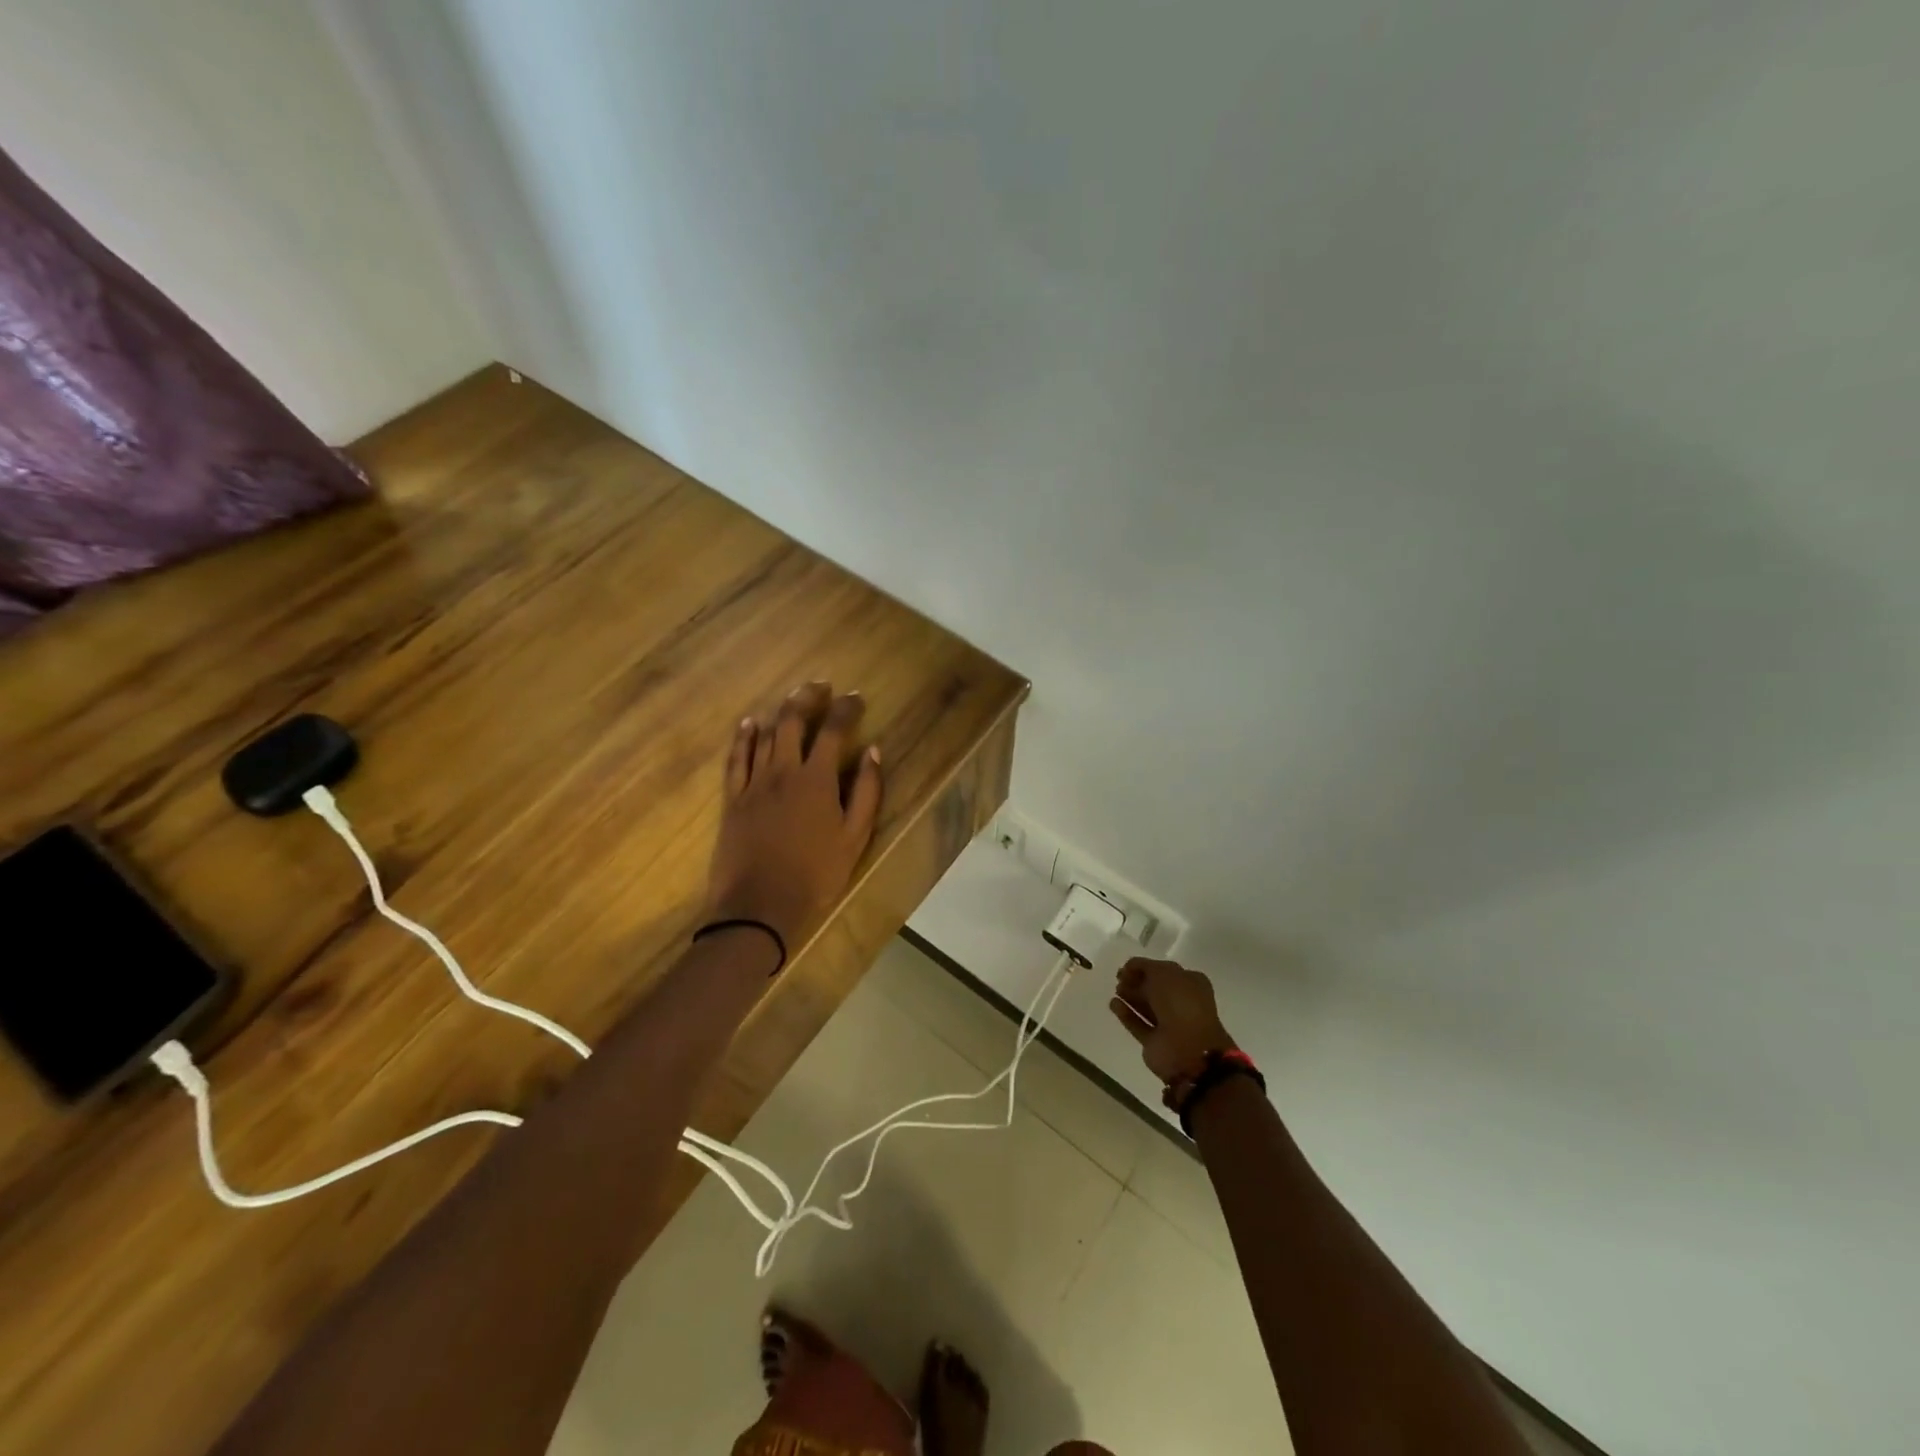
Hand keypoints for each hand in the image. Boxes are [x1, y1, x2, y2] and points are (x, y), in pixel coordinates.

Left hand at [703, 681, 883, 952]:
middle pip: (793, 721)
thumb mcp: (854, 837)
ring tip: (793, 697)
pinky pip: (736, 758)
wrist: (759, 906)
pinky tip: (749, 722)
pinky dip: (743, 737)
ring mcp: (754, 783)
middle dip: (808, 698)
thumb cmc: (815, 874)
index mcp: (817, 779)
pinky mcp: (733, 798)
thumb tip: (872, 753)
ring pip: (766, 735)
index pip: (834, 731)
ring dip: (781, 711)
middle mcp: (783, 771)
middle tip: (821, 685)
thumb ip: (865, 792)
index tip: (856, 697)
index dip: (846, 709)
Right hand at [1109, 958, 1237, 1085]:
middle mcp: (1182, 1003)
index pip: (1166, 971)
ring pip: (1146, 1007)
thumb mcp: (1163, 973)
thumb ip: (1145, 966)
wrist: (1187, 1049)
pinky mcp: (1155, 1042)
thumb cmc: (1180, 1003)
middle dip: (1136, 982)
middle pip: (1155, 989)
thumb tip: (1130, 968)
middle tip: (1119, 978)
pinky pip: (1138, 1024)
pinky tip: (1113, 1004)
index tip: (1126, 967)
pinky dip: (1126, 1014)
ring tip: (1115, 990)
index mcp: (1191, 984)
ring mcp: (1169, 1024)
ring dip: (1130, 997)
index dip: (1145, 967)